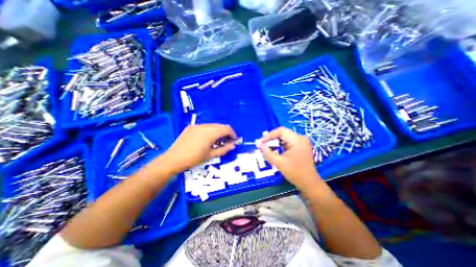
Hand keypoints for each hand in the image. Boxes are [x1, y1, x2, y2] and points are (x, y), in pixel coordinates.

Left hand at [160, 123, 235, 173]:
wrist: (173, 159)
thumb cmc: (194, 159)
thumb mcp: (211, 155)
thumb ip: (224, 149)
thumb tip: (233, 146)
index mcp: (211, 132)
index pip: (226, 129)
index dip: (233, 134)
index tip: (234, 140)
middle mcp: (205, 126)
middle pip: (220, 126)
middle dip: (225, 133)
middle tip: (226, 142)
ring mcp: (197, 125)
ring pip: (212, 125)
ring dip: (218, 132)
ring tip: (217, 141)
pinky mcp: (191, 127)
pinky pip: (204, 127)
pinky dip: (210, 131)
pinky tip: (207, 139)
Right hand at [260, 129, 322, 190]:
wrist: (309, 182)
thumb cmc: (295, 173)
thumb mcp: (279, 163)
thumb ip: (268, 153)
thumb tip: (259, 145)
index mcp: (297, 140)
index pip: (281, 131)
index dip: (269, 135)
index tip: (261, 142)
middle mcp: (300, 138)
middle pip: (283, 133)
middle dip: (271, 138)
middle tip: (263, 144)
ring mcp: (301, 142)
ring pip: (285, 136)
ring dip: (275, 141)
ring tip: (267, 147)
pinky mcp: (300, 146)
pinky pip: (288, 141)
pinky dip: (280, 144)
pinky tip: (275, 150)